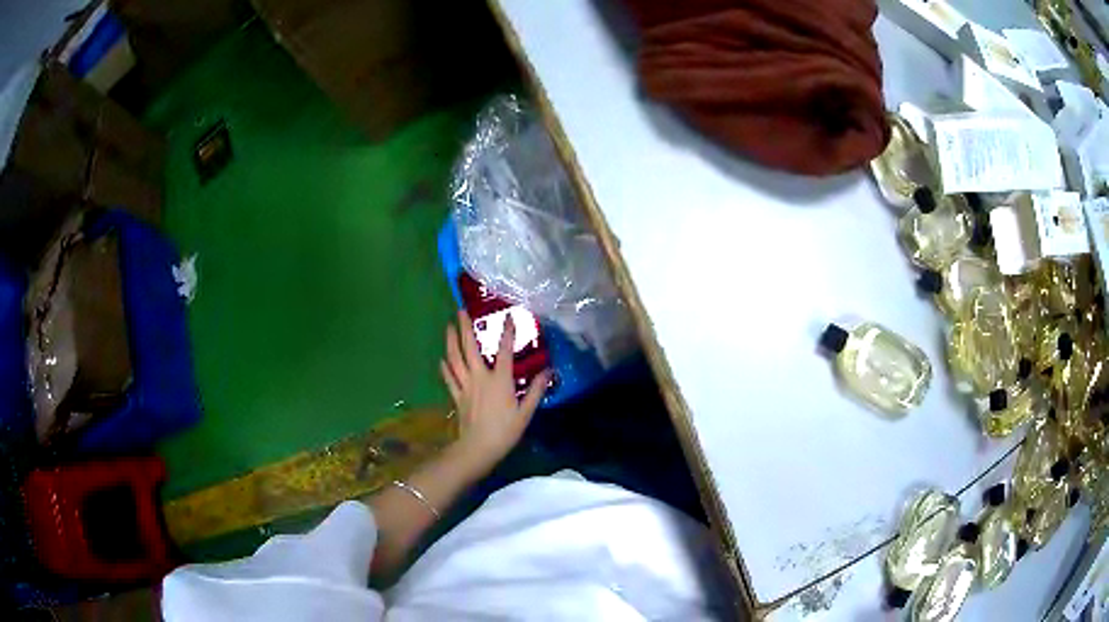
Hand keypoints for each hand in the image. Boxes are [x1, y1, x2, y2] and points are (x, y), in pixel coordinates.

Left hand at [440, 310, 549, 469]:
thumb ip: (536, 390)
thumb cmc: (505, 431)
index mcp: (499, 380)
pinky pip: (449, 378)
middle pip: (469, 348)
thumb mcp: (526, 413)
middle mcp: (479, 377)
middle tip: (461, 310)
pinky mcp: (457, 396)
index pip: (504, 351)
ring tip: (448, 326)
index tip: (508, 317)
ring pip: (455, 359)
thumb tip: (548, 372)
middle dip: (464, 328)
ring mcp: (465, 386)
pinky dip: (445, 367)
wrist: (478, 449)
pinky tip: (442, 359)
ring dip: (451, 341)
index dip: (507, 333)